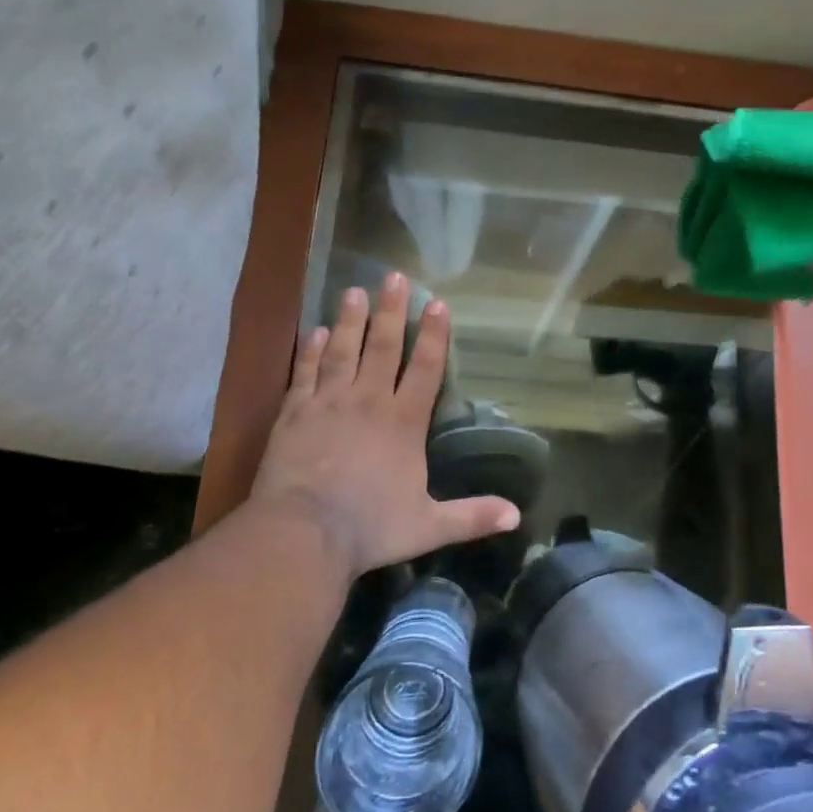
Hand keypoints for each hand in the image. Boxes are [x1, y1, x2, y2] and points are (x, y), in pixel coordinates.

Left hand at [249, 274, 519, 581]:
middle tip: (395, 276)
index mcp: (403, 423)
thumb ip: (473, 516)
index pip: (425, 369)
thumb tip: (517, 516)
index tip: (438, 303)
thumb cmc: (370, 528)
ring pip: (342, 351)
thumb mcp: (429, 526)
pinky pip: (305, 373)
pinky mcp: (294, 415)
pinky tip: (314, 331)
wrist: (302, 535)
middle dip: (392, 310)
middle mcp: (368, 402)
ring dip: (350, 320)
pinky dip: (310, 351)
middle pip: (383, 347)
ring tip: (354, 291)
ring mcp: (328, 404)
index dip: (434, 335)